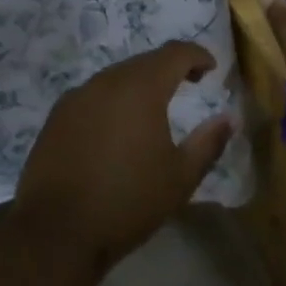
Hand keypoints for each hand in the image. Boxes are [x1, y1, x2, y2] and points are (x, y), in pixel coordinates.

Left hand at [12, 42, 234, 274]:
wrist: (56, 231)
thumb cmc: (127, 201)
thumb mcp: (180, 177)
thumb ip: (208, 143)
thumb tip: (229, 118)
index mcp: (140, 88)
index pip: (174, 53)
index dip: (197, 55)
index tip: (211, 68)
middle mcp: (106, 81)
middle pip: (144, 62)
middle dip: (169, 68)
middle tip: (189, 83)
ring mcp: (76, 97)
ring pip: (116, 77)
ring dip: (139, 83)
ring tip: (154, 108)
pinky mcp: (56, 116)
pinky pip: (93, 95)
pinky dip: (113, 100)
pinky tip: (116, 127)